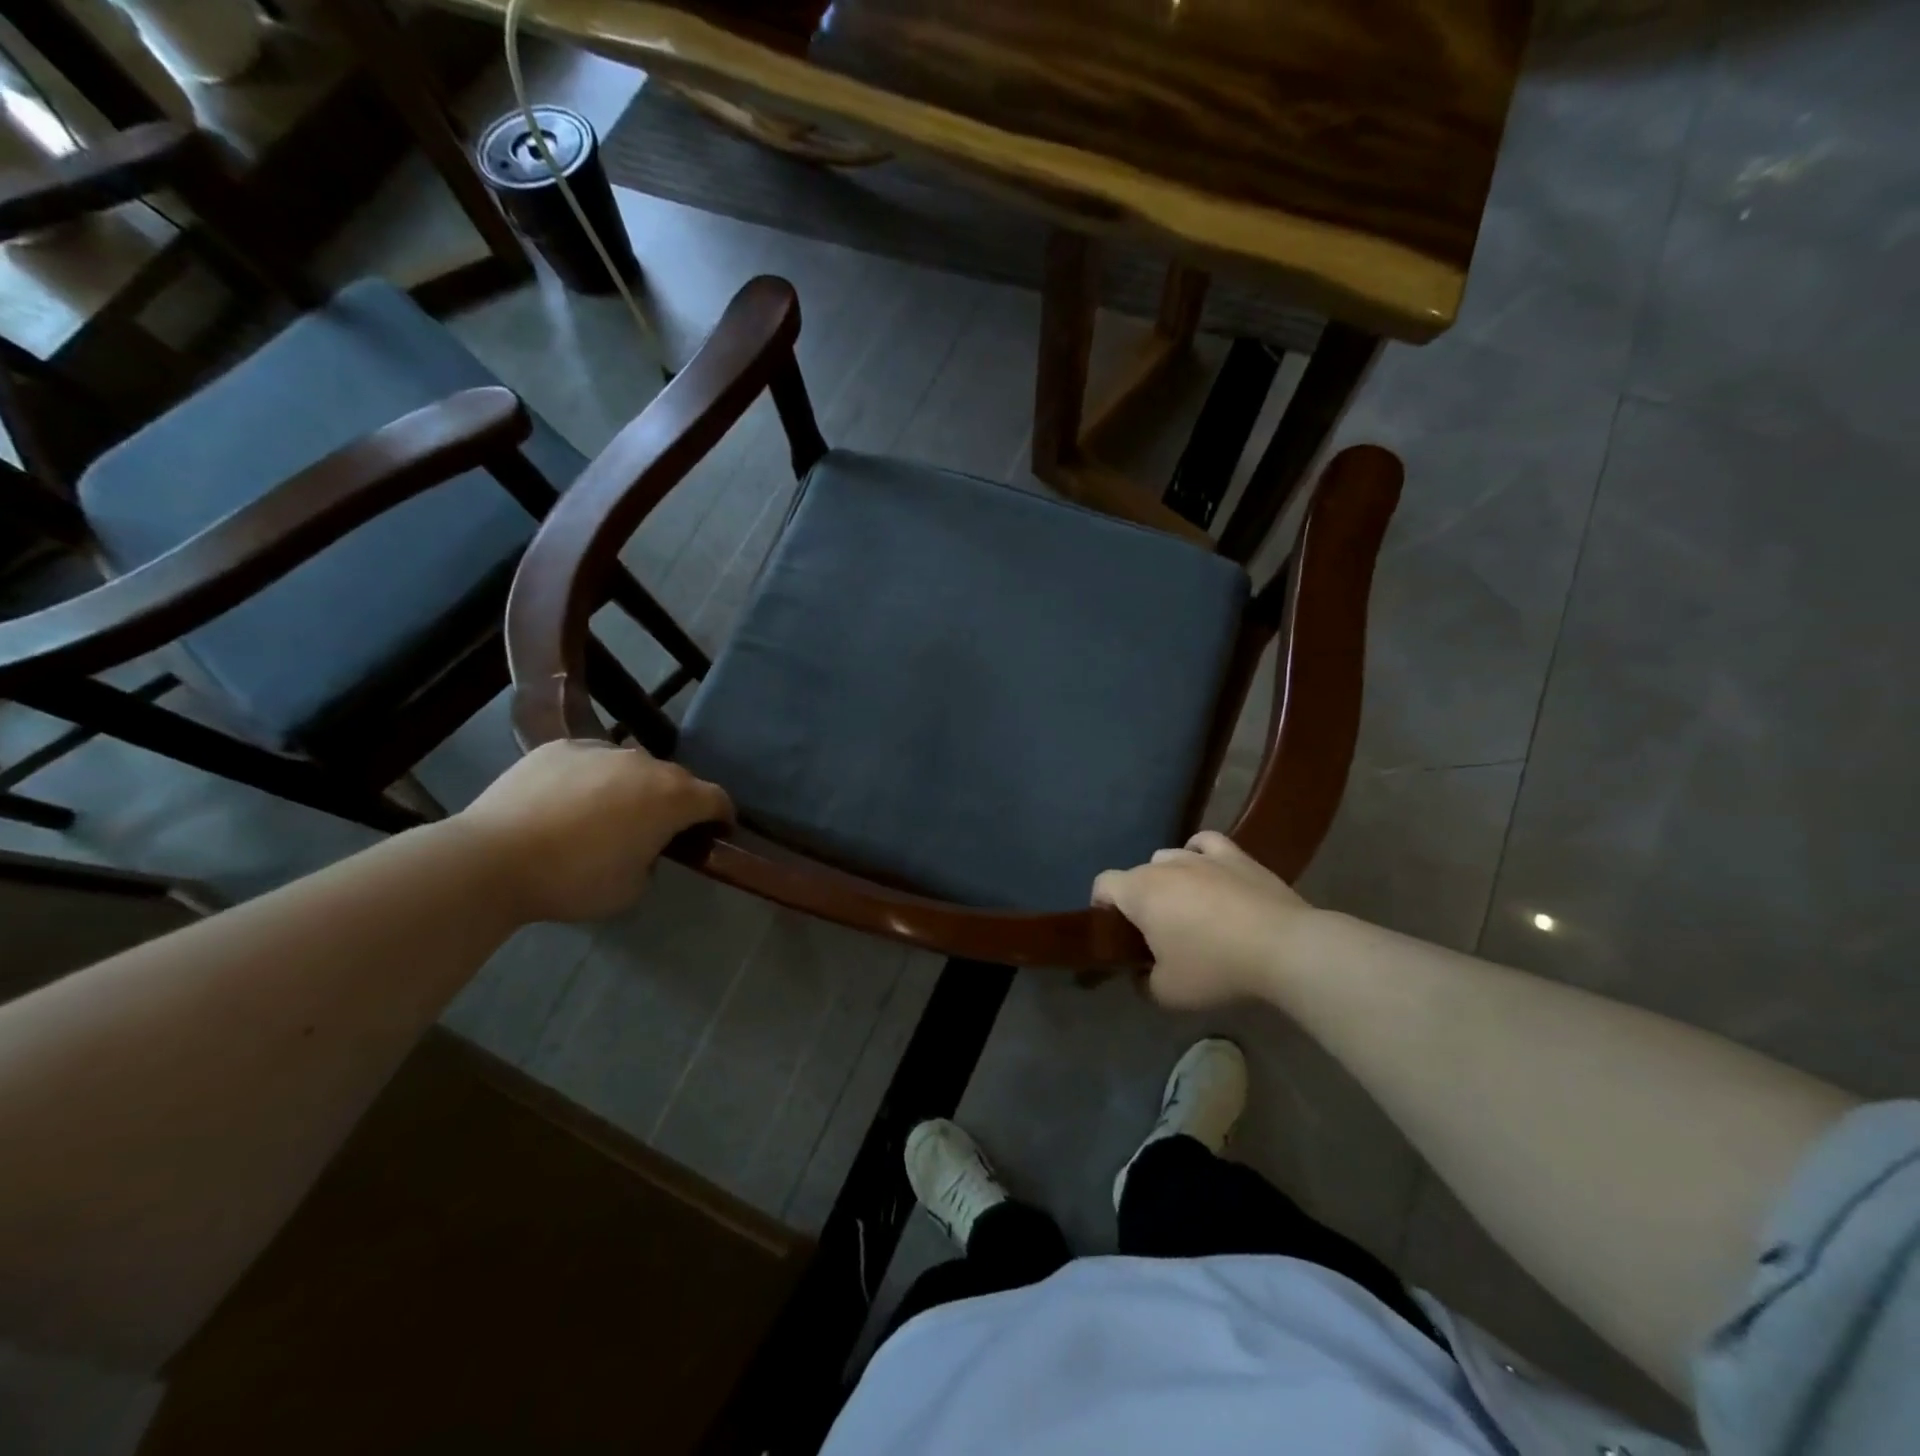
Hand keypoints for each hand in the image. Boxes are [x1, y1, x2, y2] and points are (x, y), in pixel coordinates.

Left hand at [453, 740, 732, 923]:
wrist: (492, 859)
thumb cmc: (574, 880)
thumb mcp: (631, 889)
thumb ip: (652, 862)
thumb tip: (644, 849)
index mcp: (672, 797)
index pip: (717, 799)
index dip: (722, 817)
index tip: (715, 834)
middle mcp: (645, 764)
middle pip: (676, 780)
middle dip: (675, 803)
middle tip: (655, 831)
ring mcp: (601, 750)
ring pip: (632, 767)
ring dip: (632, 788)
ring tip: (605, 816)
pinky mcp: (560, 747)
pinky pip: (591, 761)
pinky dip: (591, 779)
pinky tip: (567, 804)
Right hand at [1092, 831, 1311, 1008]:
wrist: (1284, 948)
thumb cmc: (1215, 968)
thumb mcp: (1167, 993)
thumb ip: (1143, 982)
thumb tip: (1142, 975)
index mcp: (1139, 892)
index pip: (1103, 885)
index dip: (1102, 907)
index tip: (1117, 934)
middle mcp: (1164, 865)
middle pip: (1137, 874)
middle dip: (1139, 899)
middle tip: (1156, 934)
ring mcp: (1201, 856)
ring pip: (1168, 858)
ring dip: (1168, 879)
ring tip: (1186, 908)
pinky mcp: (1236, 856)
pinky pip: (1205, 844)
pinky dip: (1199, 853)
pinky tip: (1206, 869)